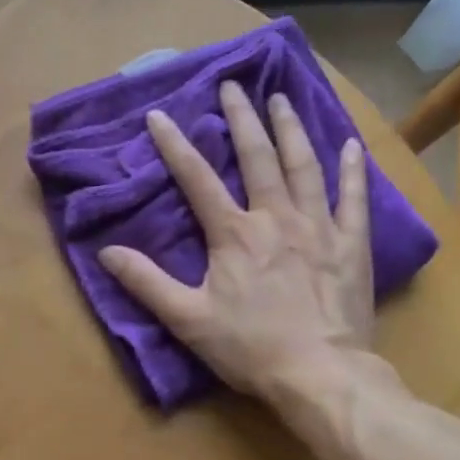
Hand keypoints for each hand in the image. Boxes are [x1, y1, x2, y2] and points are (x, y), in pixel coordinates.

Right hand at [99, 81, 401, 411]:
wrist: (320, 373)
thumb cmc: (250, 347)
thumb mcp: (187, 319)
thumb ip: (146, 282)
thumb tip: (106, 253)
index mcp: (233, 233)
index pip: (196, 179)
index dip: (174, 145)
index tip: (159, 115)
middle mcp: (275, 217)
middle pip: (257, 157)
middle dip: (242, 118)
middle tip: (233, 86)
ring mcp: (318, 226)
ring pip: (303, 165)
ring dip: (290, 129)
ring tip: (281, 100)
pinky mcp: (350, 244)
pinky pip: (353, 198)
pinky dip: (352, 169)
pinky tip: (351, 145)